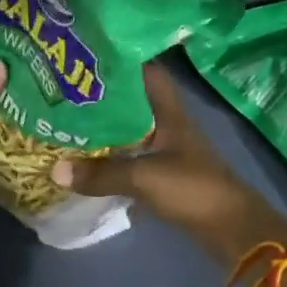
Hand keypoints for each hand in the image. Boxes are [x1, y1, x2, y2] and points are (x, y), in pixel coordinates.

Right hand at [50, 63, 286, 265]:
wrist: (232, 230)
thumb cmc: (192, 189)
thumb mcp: (143, 178)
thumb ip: (101, 174)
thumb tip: (54, 170)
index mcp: (169, 112)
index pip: (147, 72)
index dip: (121, 60)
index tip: (88, 56)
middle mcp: (169, 124)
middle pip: (134, 101)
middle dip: (105, 96)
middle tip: (68, 89)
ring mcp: (168, 150)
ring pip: (132, 129)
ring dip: (107, 127)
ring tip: (71, 120)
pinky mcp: (166, 175)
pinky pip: (133, 156)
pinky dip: (113, 156)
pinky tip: (89, 159)